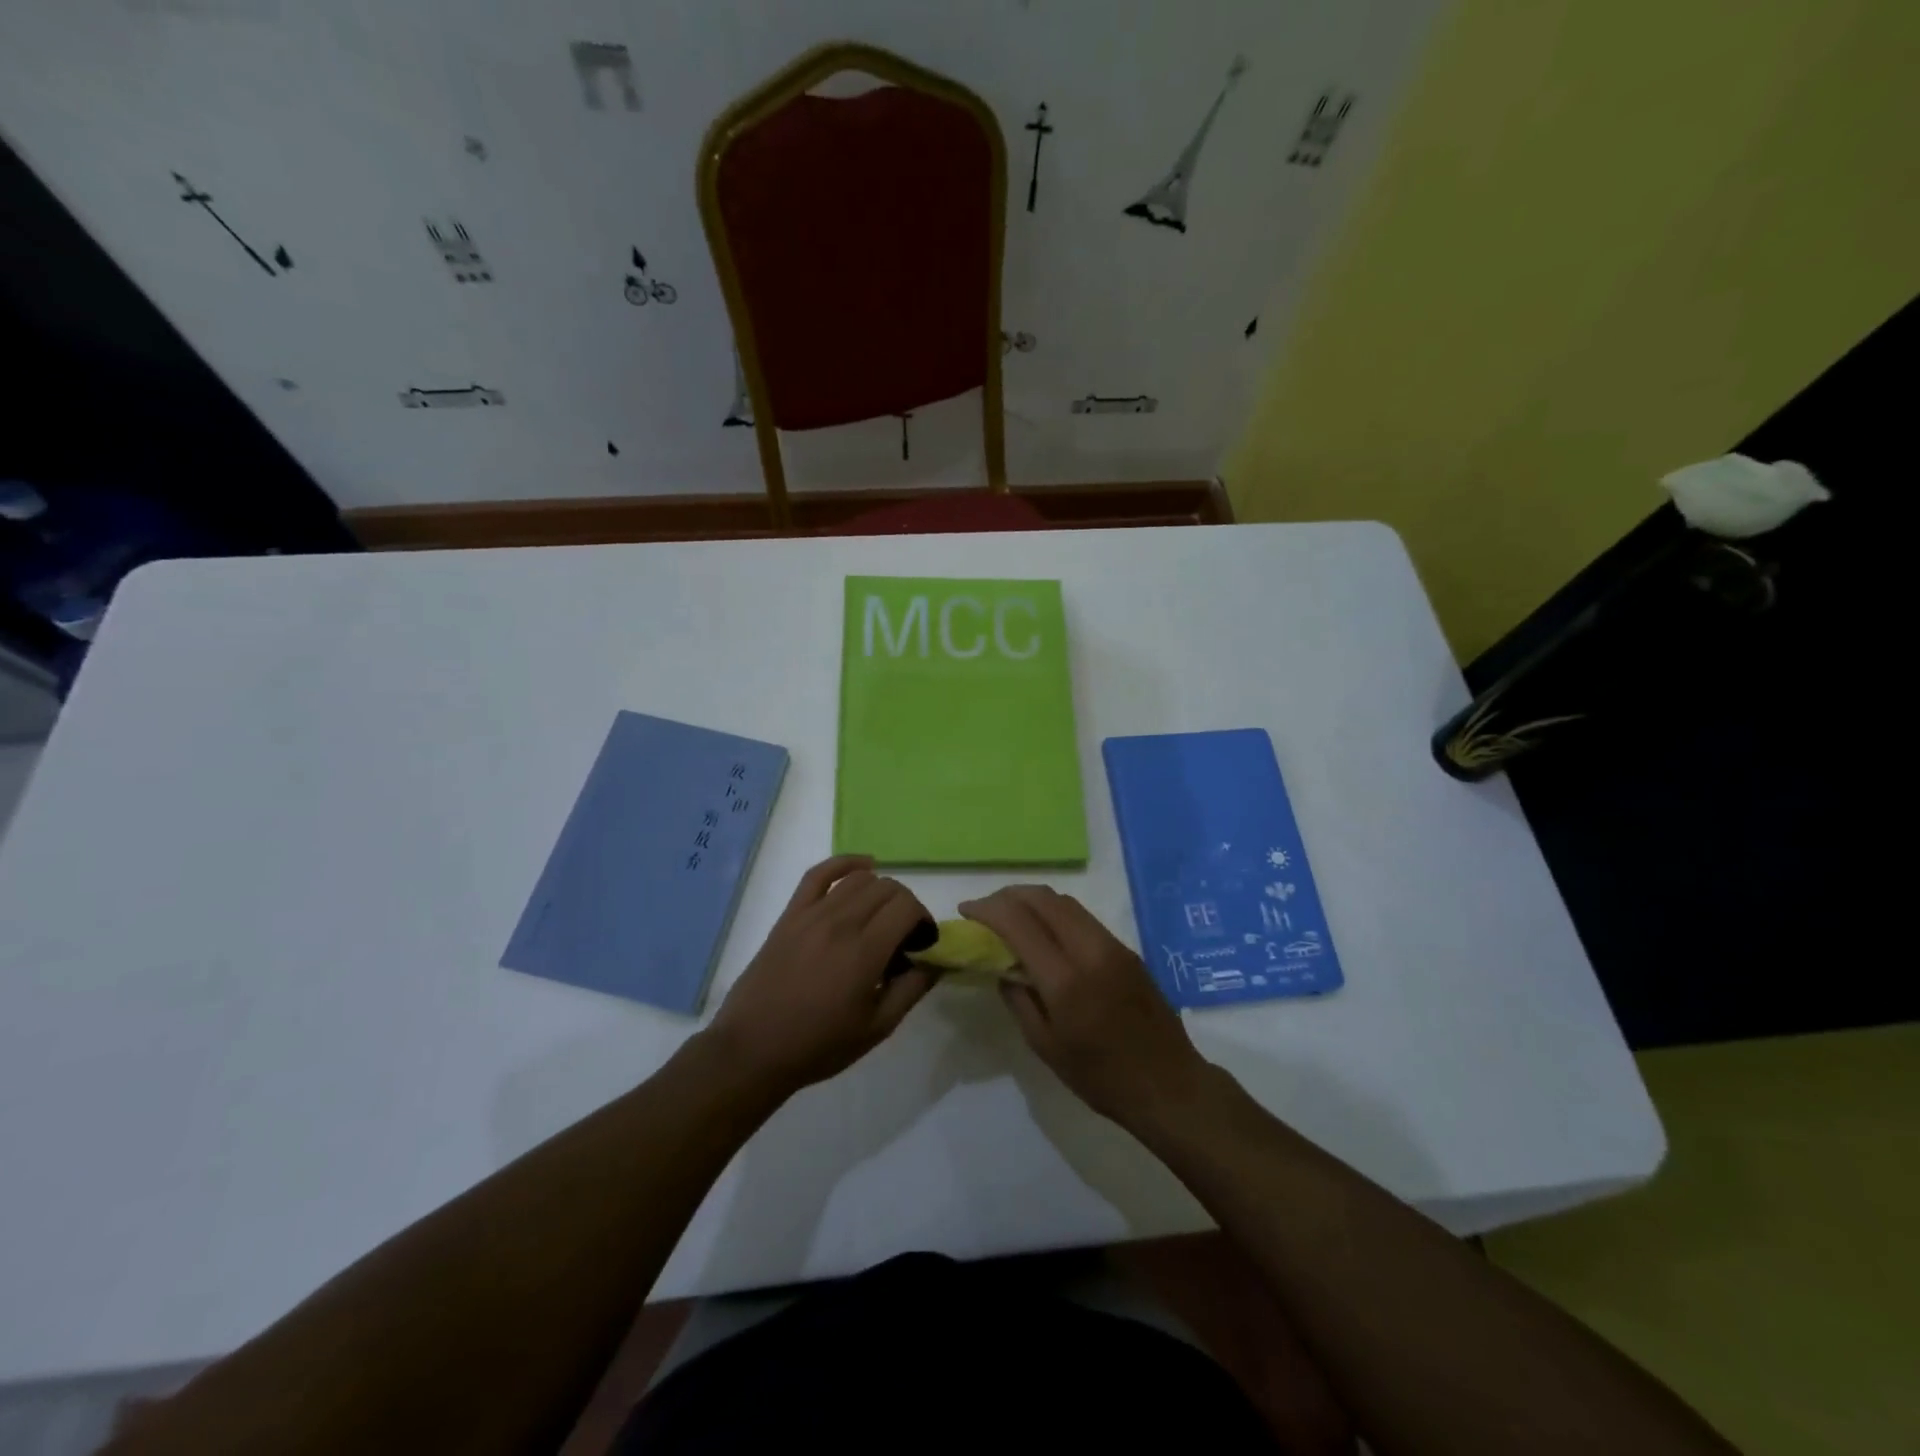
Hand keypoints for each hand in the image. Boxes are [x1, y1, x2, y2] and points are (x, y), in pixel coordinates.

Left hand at [706, 855, 938, 1098]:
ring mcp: (811, 914)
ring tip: (880, 917)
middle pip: (888, 888)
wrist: (753, 1049)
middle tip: (902, 937)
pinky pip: (819, 873)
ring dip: (880, 891)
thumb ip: (912, 990)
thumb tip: (936, 961)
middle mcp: (840, 923)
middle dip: (906, 906)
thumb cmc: (819, 1045)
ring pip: (859, 878)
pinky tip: (863, 866)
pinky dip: (845, 863)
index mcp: (864, 952)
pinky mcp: (790, 914)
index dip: (923, 920)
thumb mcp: (877, 1028)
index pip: (907, 907)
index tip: (921, 944)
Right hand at [961, 885, 1207, 1125]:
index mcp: (1065, 979)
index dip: (987, 909)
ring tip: (1011, 916)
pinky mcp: (1127, 950)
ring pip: (1065, 903)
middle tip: (986, 909)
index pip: (1018, 922)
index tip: (966, 910)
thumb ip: (1018, 999)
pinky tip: (1044, 933)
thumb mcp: (1045, 1046)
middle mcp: (1090, 950)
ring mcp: (1113, 946)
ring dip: (1033, 900)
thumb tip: (1002, 967)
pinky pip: (1083, 917)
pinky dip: (1055, 914)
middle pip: (1043, 898)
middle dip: (1008, 895)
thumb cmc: (1101, 1077)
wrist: (1169, 1085)